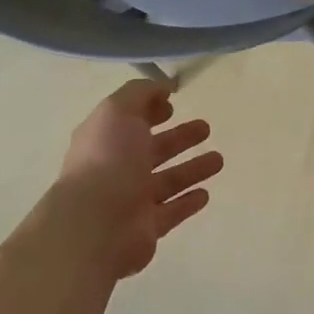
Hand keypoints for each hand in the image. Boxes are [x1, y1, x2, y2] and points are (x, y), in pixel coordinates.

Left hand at [25, 79, 223, 280]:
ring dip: (191, 169)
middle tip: (206, 127)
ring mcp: (131, 200)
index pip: (130, 121)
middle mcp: (116, 169)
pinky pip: (171, 211)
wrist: (95, 226)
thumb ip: (141, 93)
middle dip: (179, 137)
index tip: (174, 104)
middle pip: (153, 150)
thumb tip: (164, 85)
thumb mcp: (118, 111)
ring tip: (218, 160)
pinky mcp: (146, 227)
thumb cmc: (107, 161)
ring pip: (167, 180)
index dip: (150, 110)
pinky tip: (205, 194)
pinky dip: (188, 202)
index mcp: (105, 140)